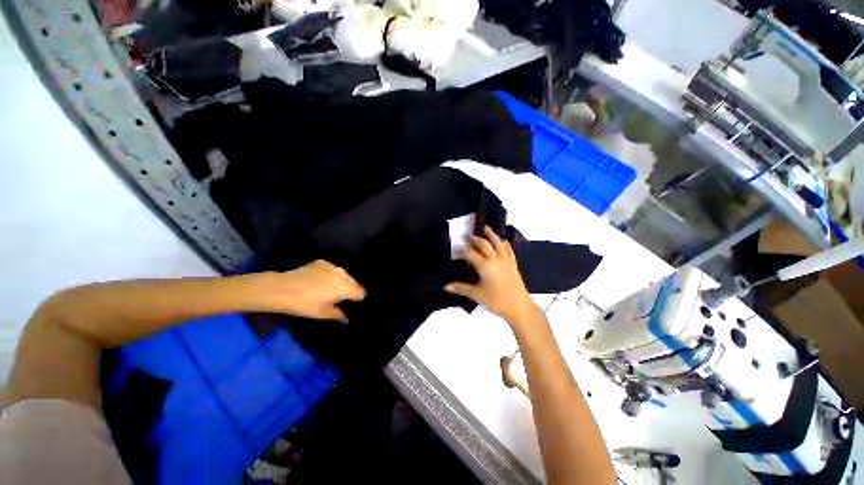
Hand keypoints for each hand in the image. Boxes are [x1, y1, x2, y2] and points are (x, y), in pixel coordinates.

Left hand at [253, 260, 365, 322]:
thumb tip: (348, 319)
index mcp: (346, 286)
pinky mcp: (322, 262)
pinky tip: (319, 281)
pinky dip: (329, 275)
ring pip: (343, 275)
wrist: (281, 288)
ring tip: (328, 289)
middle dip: (349, 290)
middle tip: (338, 299)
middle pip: (353, 282)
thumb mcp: (323, 313)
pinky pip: (332, 270)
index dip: (358, 299)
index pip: (361, 292)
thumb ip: (339, 315)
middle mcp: (343, 274)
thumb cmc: (304, 304)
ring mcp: (332, 266)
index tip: (351, 305)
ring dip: (340, 282)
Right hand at [445, 227, 537, 323]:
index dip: (462, 250)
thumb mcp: (477, 295)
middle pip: (485, 245)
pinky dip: (505, 244)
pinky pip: (509, 251)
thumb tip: (446, 286)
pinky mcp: (513, 265)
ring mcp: (506, 261)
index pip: (471, 254)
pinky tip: (504, 241)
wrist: (520, 307)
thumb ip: (461, 288)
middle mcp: (496, 260)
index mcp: (485, 266)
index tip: (456, 247)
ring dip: (492, 235)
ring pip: (498, 244)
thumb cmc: (497, 301)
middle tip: (469, 237)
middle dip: (476, 240)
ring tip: (486, 228)